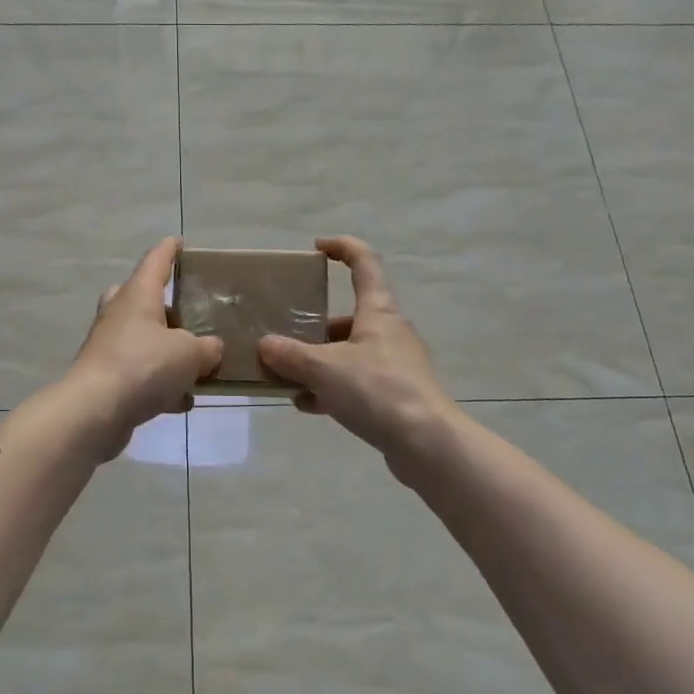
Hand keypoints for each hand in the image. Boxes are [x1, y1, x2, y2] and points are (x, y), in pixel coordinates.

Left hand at [69, 237, 222, 433]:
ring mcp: (108, 346)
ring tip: (194, 364)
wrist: (95, 411)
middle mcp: (119, 314)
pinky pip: (139, 373)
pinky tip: (182, 401)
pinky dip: (159, 383)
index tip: (180, 242)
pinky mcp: (105, 378)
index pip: (155, 261)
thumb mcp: (190, 354)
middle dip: (160, 302)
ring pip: (139, 337)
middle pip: (138, 296)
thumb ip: (207, 348)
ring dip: (164, 348)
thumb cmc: (143, 366)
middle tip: (185, 312)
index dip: (169, 250)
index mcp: (138, 295)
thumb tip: (211, 349)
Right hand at [257, 237, 461, 479]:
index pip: (364, 263)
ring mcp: (395, 365)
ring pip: (348, 353)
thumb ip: (291, 355)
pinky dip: (331, 389)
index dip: (342, 248)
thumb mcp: (325, 370)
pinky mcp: (395, 396)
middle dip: (314, 326)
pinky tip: (308, 406)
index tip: (316, 247)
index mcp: (378, 312)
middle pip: (349, 316)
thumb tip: (265, 345)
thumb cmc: (378, 391)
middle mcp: (389, 332)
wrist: (428, 446)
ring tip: (286, 377)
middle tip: (284, 334)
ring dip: (318, 362)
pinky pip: (356, 383)